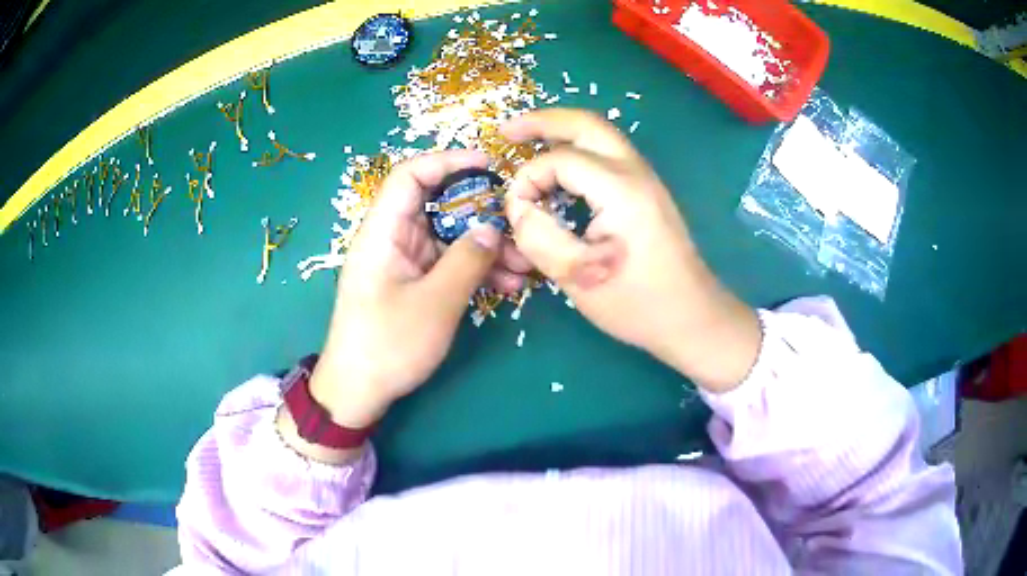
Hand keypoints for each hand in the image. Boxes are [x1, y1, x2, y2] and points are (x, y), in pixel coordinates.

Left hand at [309, 150, 531, 429]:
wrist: (358, 391)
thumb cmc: (387, 345)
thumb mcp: (434, 303)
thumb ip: (467, 260)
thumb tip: (493, 228)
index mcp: (383, 231)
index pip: (411, 175)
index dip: (448, 161)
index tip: (489, 165)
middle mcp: (393, 238)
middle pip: (438, 205)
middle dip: (481, 213)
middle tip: (518, 224)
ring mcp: (404, 262)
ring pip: (449, 237)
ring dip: (485, 246)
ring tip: (522, 265)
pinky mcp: (414, 283)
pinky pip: (448, 264)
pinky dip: (475, 269)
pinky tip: (506, 285)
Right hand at [502, 109, 761, 391]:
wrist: (692, 316)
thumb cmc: (638, 304)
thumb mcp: (579, 279)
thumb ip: (540, 238)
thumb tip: (520, 208)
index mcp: (621, 190)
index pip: (559, 160)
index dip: (527, 181)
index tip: (516, 214)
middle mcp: (635, 172)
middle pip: (585, 124)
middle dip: (542, 121)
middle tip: (506, 132)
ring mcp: (646, 179)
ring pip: (599, 134)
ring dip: (561, 132)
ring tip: (526, 141)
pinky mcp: (647, 192)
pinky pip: (607, 154)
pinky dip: (577, 149)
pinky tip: (559, 168)